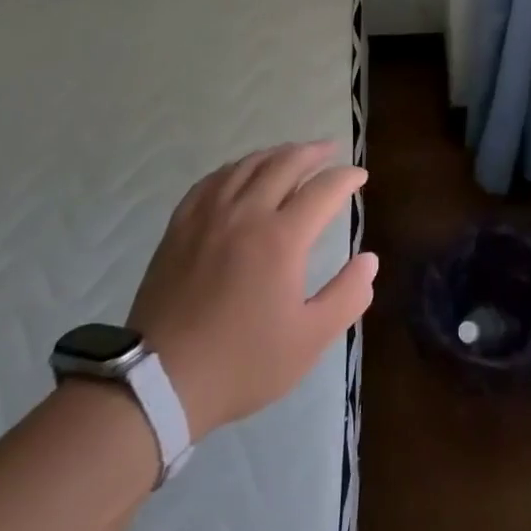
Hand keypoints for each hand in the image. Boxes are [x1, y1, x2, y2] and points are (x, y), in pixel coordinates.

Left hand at [127, 141, 375, 438]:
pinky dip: (236, 168)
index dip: (346, 178)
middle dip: (313, 152)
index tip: (360, 177)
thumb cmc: (242, 362)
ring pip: (247, 165)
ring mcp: (208, 215)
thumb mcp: (309, 340)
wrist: (161, 380)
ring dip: (276, 153)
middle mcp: (246, 213)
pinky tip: (241, 172)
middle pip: (285, 163)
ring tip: (292, 154)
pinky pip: (212, 180)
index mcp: (282, 238)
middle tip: (330, 150)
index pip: (323, 189)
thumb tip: (370, 260)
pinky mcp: (180, 225)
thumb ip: (347, 296)